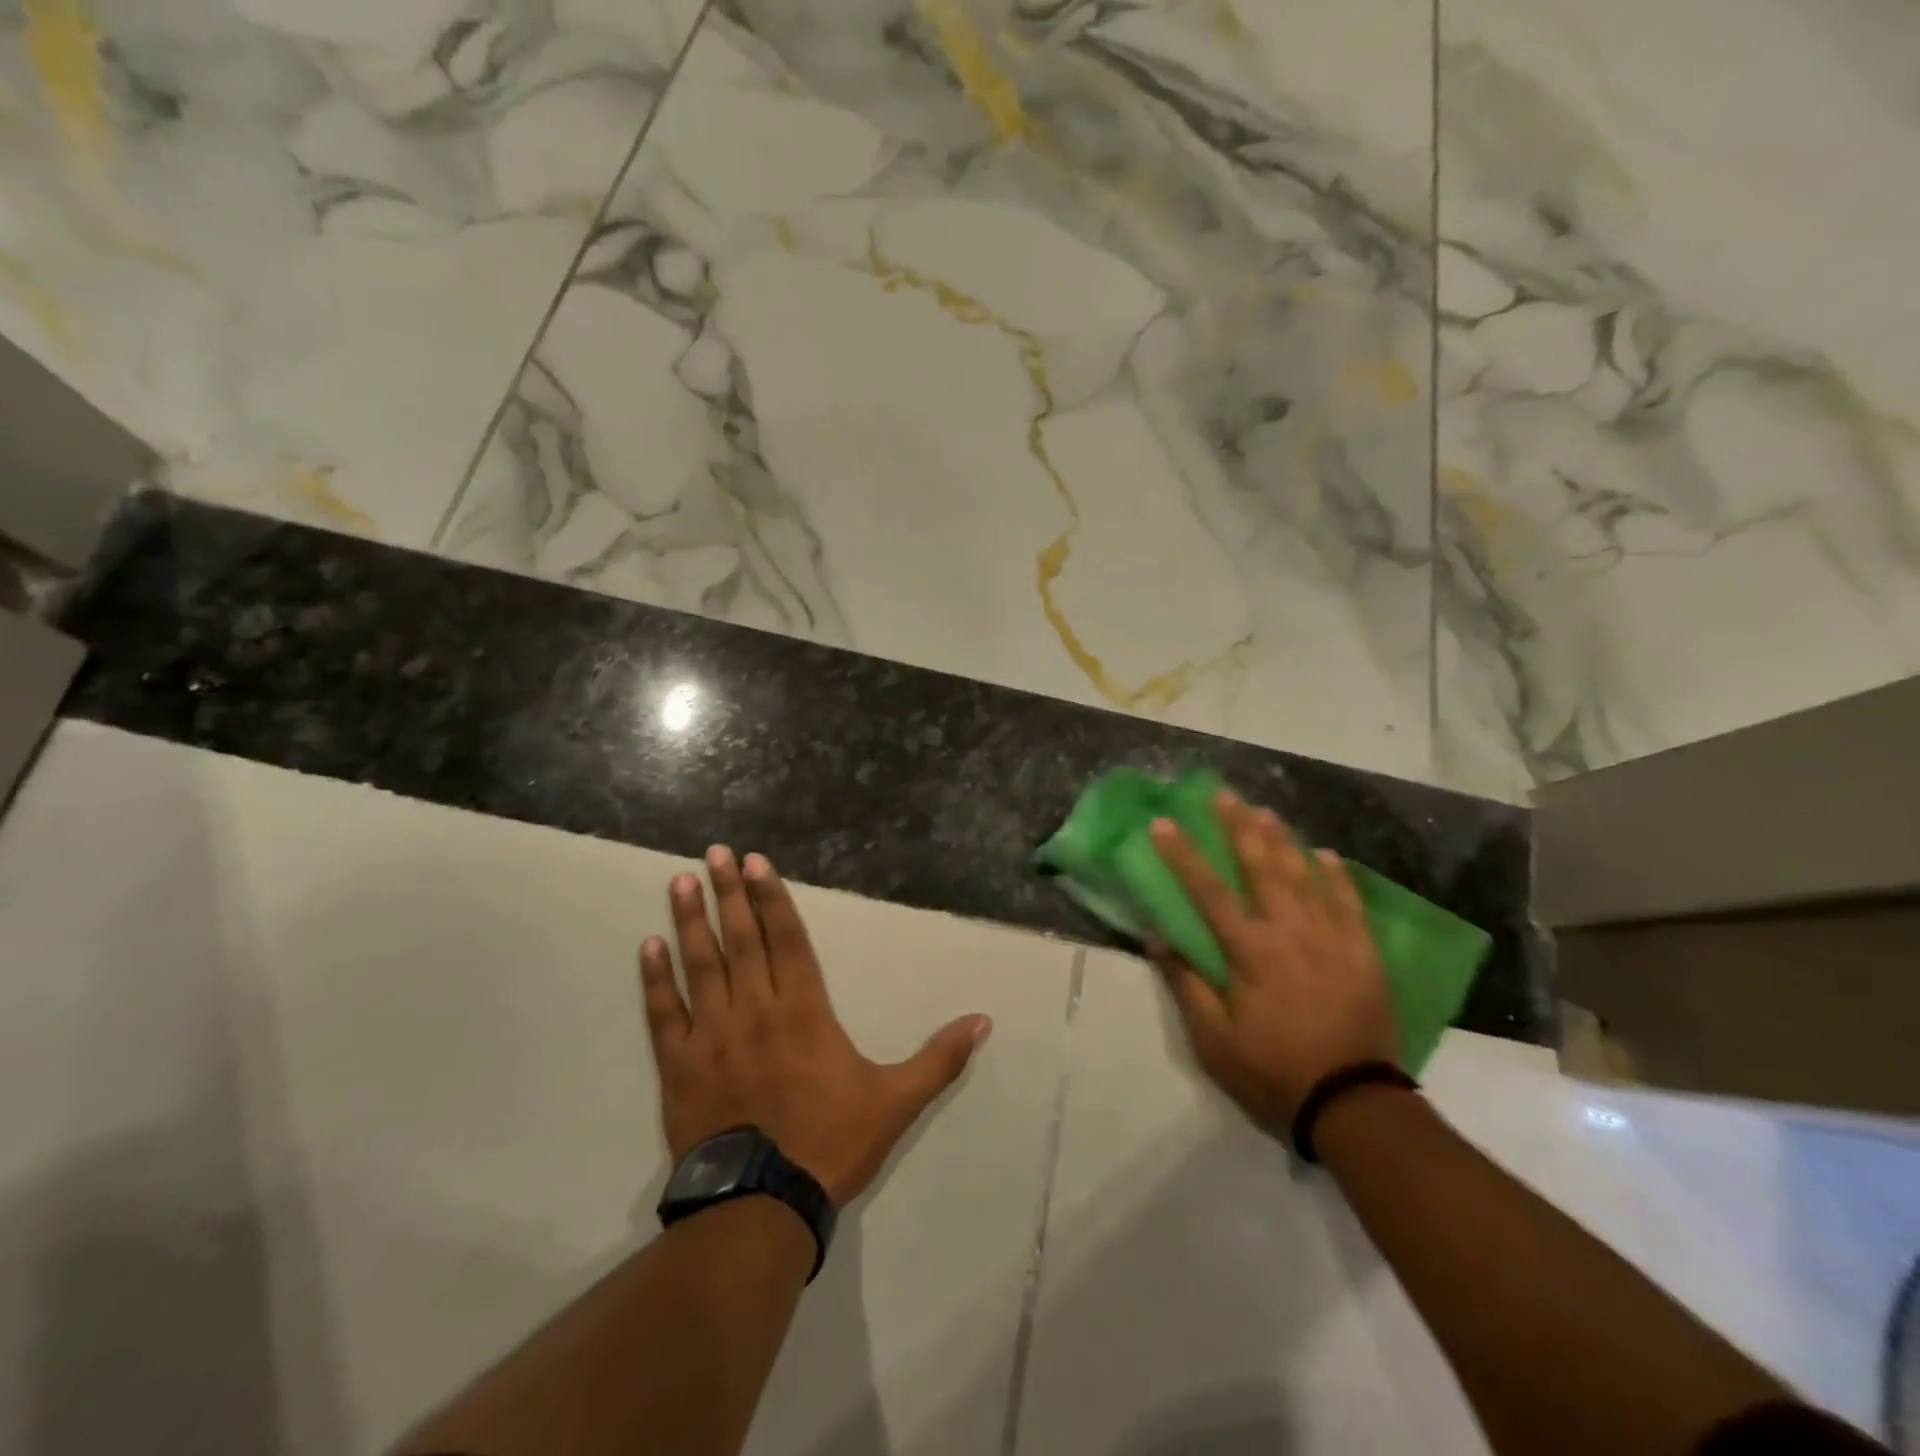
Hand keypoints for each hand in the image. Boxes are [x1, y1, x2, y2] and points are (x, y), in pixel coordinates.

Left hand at [639, 846, 991, 1206]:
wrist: (762, 1206)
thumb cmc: (831, 1144)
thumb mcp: (897, 1101)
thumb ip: (939, 1059)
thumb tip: (984, 1021)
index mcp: (804, 1010)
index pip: (788, 939)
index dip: (772, 897)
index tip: (755, 862)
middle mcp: (756, 1009)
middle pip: (740, 939)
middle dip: (729, 892)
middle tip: (714, 853)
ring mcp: (713, 1035)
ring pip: (700, 966)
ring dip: (690, 921)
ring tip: (679, 882)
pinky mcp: (680, 1066)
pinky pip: (664, 1014)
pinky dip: (655, 980)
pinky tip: (647, 947)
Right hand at [1149, 792, 1398, 1136]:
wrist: (1353, 1101)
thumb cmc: (1272, 1070)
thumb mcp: (1212, 1039)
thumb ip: (1185, 983)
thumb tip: (1158, 936)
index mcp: (1248, 950)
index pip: (1206, 890)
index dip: (1181, 853)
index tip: (1162, 822)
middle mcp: (1288, 931)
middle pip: (1259, 866)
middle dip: (1237, 826)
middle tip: (1223, 794)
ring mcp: (1330, 937)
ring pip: (1304, 874)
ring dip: (1282, 839)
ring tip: (1266, 811)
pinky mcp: (1362, 952)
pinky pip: (1350, 902)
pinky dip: (1337, 875)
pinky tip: (1327, 855)